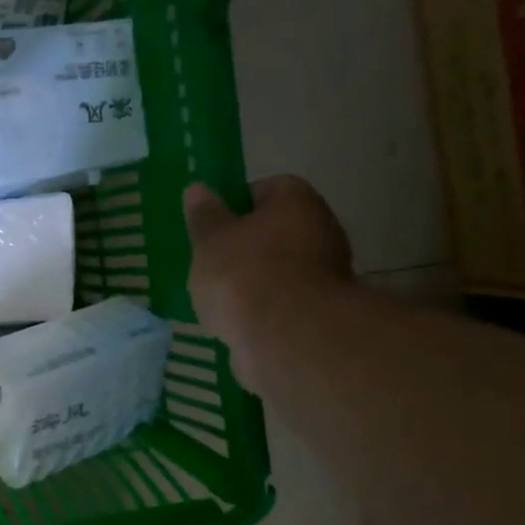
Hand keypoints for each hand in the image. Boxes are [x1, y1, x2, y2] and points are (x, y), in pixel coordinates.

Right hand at [184, 176, 351, 392]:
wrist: (285, 335)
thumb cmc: (243, 273)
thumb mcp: (210, 240)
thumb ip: (204, 216)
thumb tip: (198, 189)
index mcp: (296, 201)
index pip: (268, 188)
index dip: (237, 204)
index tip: (214, 226)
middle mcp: (321, 229)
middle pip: (278, 230)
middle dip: (247, 245)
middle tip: (212, 262)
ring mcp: (327, 273)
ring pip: (281, 268)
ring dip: (256, 280)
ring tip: (219, 298)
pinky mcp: (321, 312)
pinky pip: (285, 302)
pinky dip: (265, 309)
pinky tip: (238, 321)